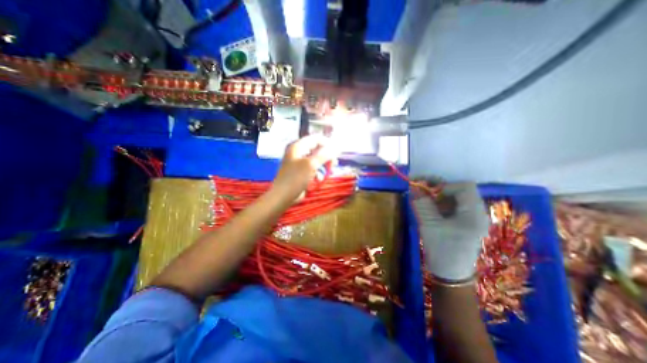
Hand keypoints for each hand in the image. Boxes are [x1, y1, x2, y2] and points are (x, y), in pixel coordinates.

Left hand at [268, 135, 338, 203]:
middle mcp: (299, 152)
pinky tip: (319, 180)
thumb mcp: (311, 165)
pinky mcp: (301, 172)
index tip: (337, 153)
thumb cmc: (296, 178)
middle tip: (334, 164)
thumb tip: (336, 148)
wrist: (283, 196)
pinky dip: (318, 173)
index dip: (328, 144)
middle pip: (317, 149)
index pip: (316, 138)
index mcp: (298, 146)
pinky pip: (313, 169)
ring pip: (317, 160)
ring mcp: (300, 163)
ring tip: (329, 172)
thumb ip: (324, 154)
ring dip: (324, 166)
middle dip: (327, 157)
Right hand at [415, 183, 489, 281]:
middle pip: (459, 190)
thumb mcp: (429, 224)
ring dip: (436, 194)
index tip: (428, 192)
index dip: (445, 185)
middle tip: (420, 187)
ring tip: (420, 196)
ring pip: (454, 197)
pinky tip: (427, 205)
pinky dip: (438, 202)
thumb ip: (422, 203)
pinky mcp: (462, 222)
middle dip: (438, 187)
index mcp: (474, 213)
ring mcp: (470, 217)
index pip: (464, 187)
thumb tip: (413, 186)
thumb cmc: (442, 249)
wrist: (449, 274)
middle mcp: (476, 212)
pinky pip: (451, 206)